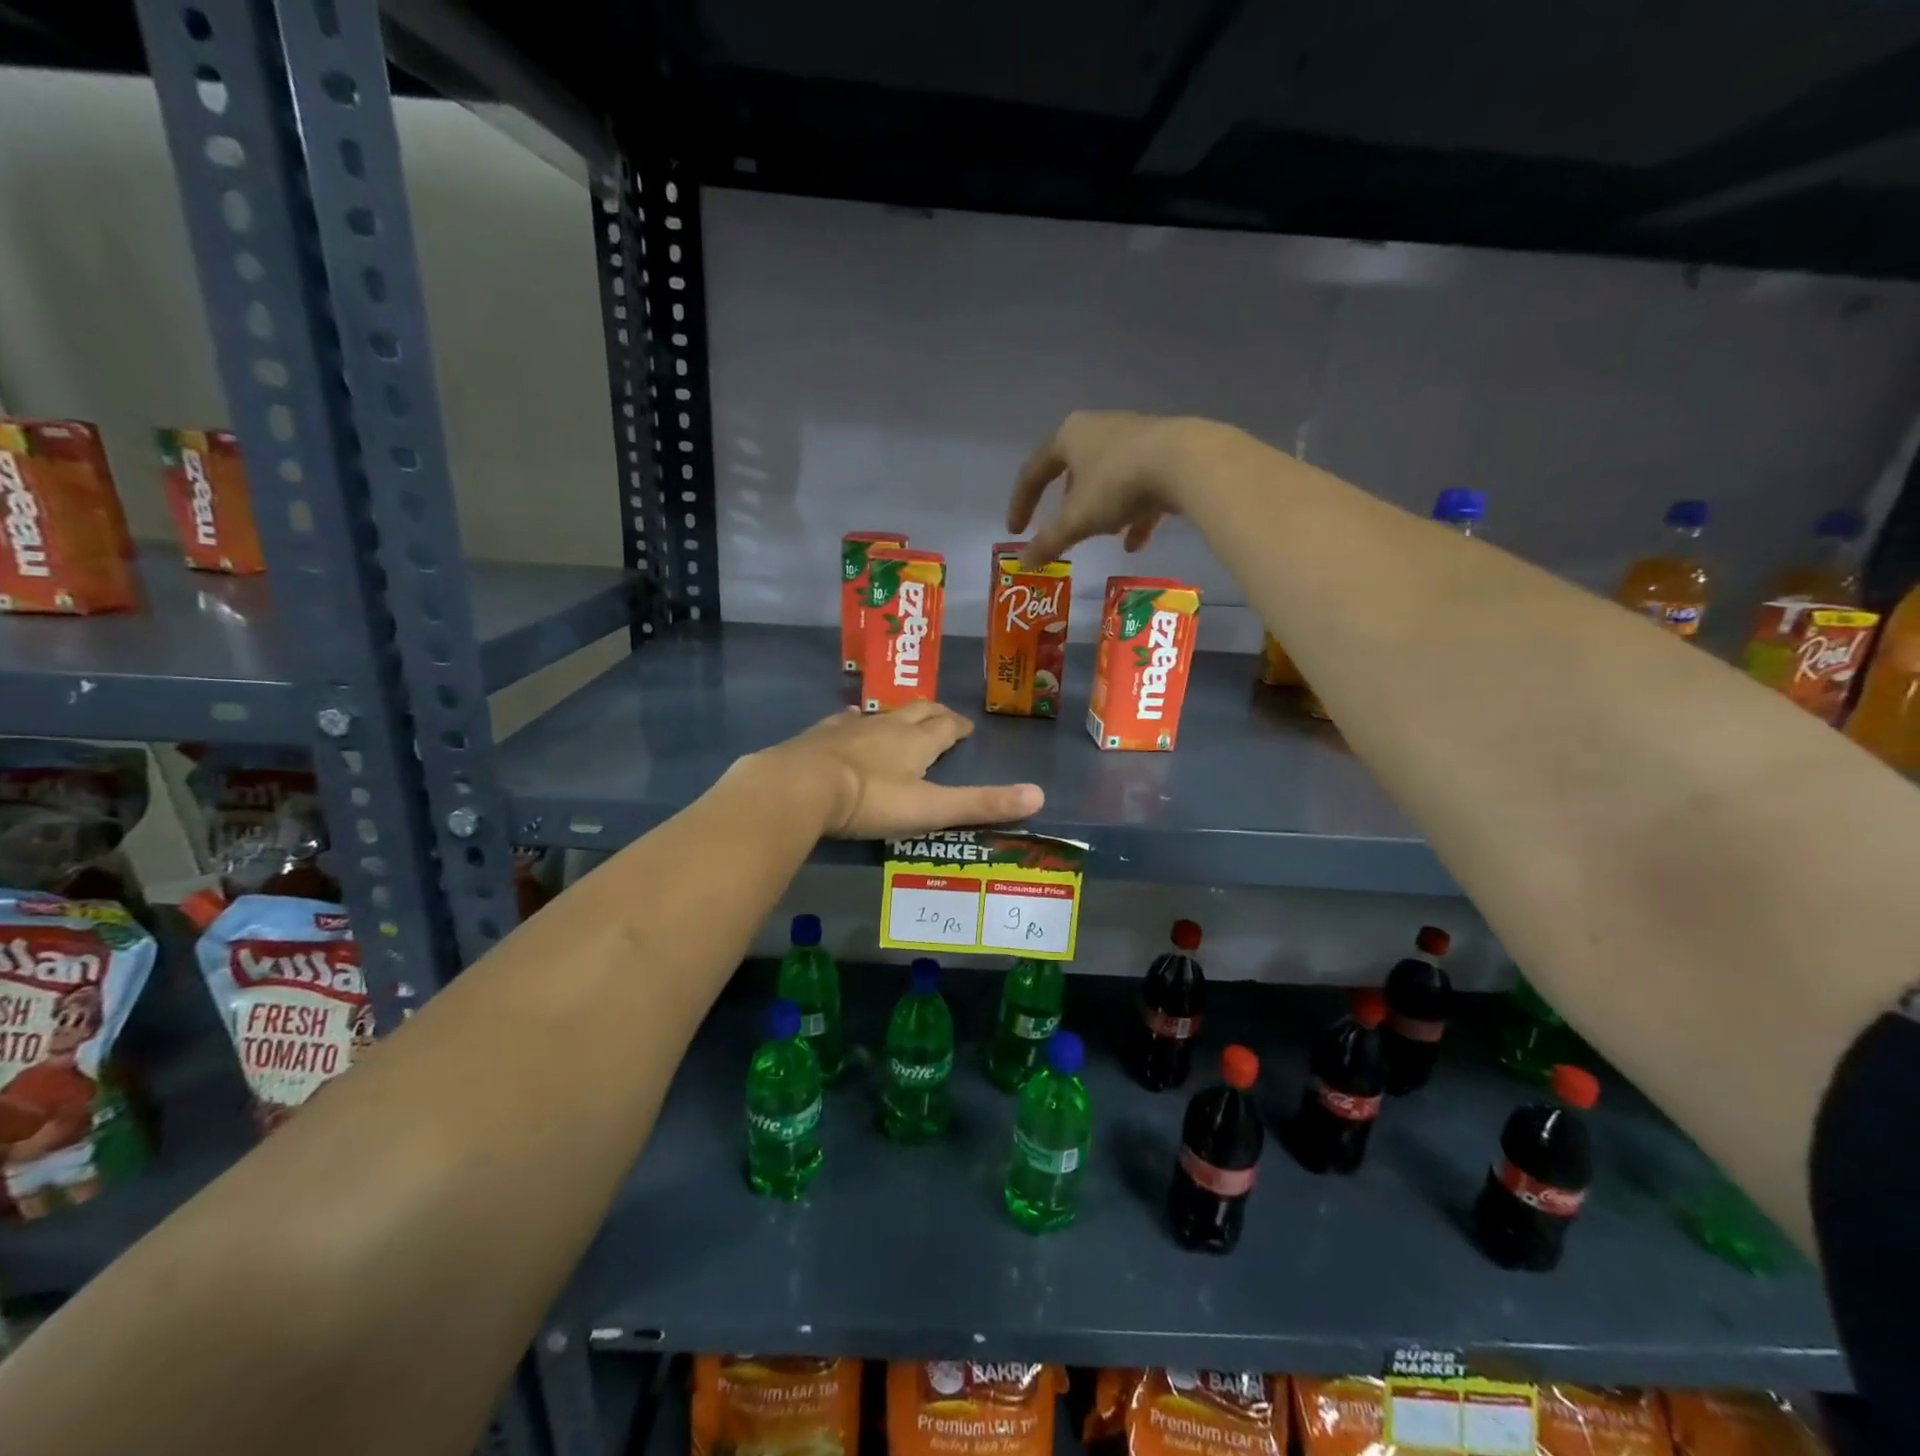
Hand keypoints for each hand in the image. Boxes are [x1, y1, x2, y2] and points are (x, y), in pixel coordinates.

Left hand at [755, 703, 1043, 839]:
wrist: (801, 787)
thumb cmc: (871, 800)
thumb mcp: (931, 809)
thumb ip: (981, 804)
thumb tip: (1039, 795)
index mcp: (916, 741)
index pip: (946, 726)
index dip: (959, 726)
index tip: (966, 728)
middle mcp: (886, 726)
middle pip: (917, 712)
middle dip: (933, 714)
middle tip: (943, 719)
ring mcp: (850, 727)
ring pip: (881, 713)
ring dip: (895, 715)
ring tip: (901, 719)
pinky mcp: (820, 735)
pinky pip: (843, 720)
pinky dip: (854, 720)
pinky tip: (849, 721)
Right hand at [1009, 411, 1207, 566]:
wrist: (1187, 462)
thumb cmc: (1118, 484)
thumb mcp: (1077, 519)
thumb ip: (1049, 541)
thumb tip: (1024, 563)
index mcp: (1069, 436)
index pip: (1034, 472)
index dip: (1021, 504)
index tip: (1016, 532)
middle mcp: (1099, 428)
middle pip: (1074, 470)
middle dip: (1068, 503)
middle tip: (1064, 528)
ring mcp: (1135, 438)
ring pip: (1109, 479)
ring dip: (1103, 510)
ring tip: (1104, 536)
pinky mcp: (1165, 452)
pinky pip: (1140, 486)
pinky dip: (1134, 515)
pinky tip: (1136, 542)